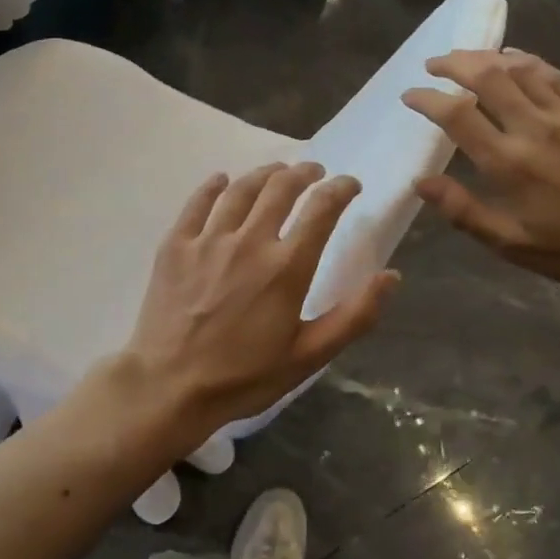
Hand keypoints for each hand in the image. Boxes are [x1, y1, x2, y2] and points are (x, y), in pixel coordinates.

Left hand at [120, 162, 399, 442]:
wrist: (169, 387)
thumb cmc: (244, 377)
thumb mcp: (309, 356)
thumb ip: (355, 316)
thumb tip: (390, 276)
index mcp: (287, 267)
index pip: (322, 209)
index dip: (340, 189)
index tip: (350, 184)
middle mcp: (250, 241)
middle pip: (281, 188)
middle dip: (304, 172)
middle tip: (314, 171)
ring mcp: (208, 240)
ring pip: (241, 190)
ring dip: (265, 173)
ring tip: (276, 171)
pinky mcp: (175, 246)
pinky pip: (197, 203)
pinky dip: (213, 186)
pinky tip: (222, 180)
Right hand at [401, 49, 559, 290]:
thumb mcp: (510, 242)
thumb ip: (463, 210)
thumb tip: (421, 182)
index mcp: (507, 162)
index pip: (457, 115)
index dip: (427, 99)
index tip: (410, 95)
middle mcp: (532, 127)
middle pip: (486, 77)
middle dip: (454, 64)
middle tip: (434, 64)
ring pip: (518, 68)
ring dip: (485, 56)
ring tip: (465, 57)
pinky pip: (552, 73)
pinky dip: (526, 60)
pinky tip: (513, 58)